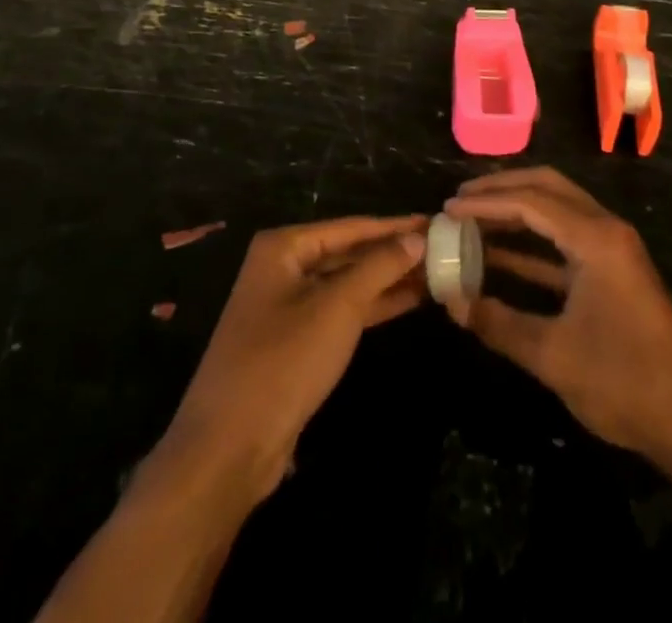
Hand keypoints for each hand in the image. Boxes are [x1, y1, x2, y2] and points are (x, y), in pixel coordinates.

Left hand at [162, 214, 427, 500]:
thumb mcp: (338, 306)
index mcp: (285, 247)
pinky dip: (374, 306)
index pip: (352, 227)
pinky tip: (410, 301)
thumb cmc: (283, 361)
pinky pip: (342, 312)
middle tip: (442, 248)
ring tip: (436, 273)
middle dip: (394, 253)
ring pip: (348, 284)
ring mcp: (288, 307)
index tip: (436, 221)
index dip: (396, 226)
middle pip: (349, 252)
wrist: (229, 449)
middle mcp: (283, 268)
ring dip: (389, 280)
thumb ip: (380, 266)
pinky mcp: (296, 342)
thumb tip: (416, 235)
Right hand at [444, 168, 671, 462]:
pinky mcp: (613, 271)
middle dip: (503, 189)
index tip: (448, 208)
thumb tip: (451, 303)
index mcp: (596, 238)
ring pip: (557, 211)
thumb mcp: (553, 356)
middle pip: (548, 188)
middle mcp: (606, 229)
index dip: (486, 202)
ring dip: (516, 213)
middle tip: (461, 199)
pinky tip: (499, 257)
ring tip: (473, 219)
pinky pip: (565, 240)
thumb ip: (498, 324)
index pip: (531, 202)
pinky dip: (532, 243)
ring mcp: (612, 249)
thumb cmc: (624, 382)